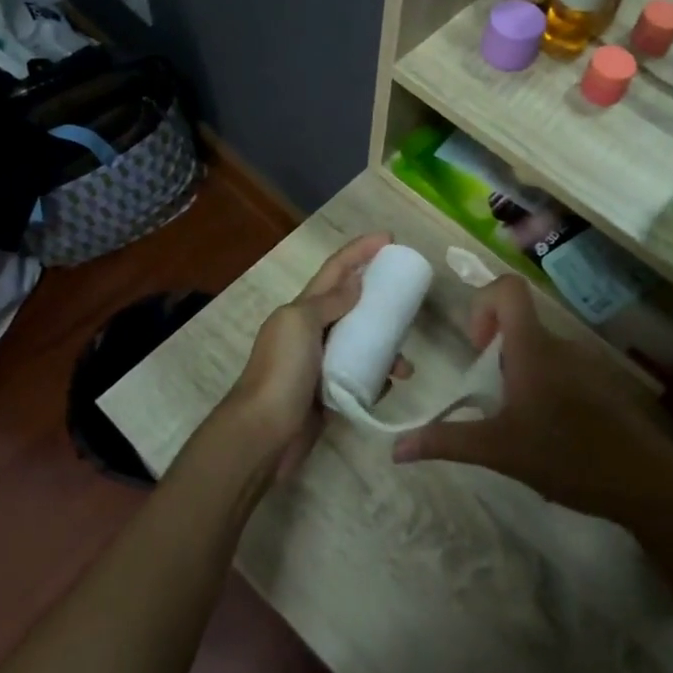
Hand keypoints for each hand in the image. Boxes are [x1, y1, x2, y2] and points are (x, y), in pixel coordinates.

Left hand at [221, 233, 407, 477]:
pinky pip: (361, 377)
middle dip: (379, 298)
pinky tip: (390, 385)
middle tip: (408, 298)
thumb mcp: (301, 324)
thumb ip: (328, 302)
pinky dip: (378, 377)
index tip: (388, 238)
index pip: (335, 270)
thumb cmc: (282, 372)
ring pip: (360, 344)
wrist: (264, 434)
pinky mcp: (329, 394)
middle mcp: (310, 332)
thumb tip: (355, 282)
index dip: (359, 251)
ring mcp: (320, 364)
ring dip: (385, 347)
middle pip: (351, 305)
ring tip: (405, 363)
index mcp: (301, 309)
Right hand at [390, 275, 672, 526]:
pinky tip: (554, 436)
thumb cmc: (565, 455)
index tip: (477, 347)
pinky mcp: (606, 385)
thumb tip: (396, 449)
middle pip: (521, 326)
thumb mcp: (498, 450)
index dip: (483, 303)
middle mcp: (561, 345)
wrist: (645, 482)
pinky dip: (549, 390)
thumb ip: (447, 441)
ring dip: (522, 376)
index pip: (509, 288)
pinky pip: (566, 372)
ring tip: (521, 424)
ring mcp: (589, 364)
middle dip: (497, 355)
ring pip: (543, 352)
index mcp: (533, 347)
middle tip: (491, 399)